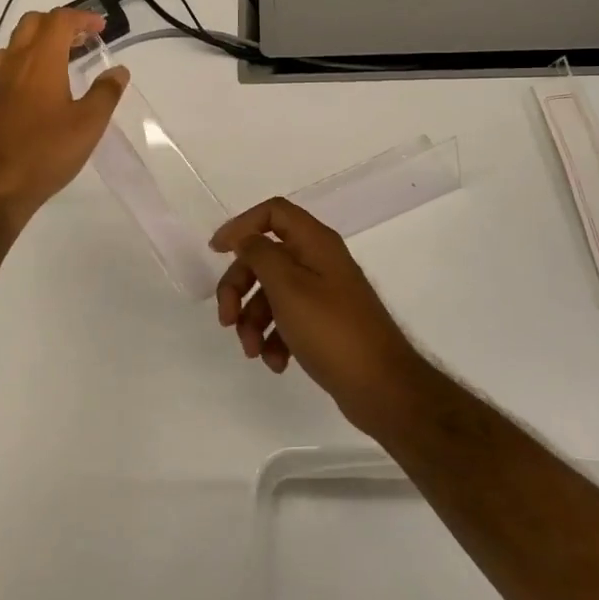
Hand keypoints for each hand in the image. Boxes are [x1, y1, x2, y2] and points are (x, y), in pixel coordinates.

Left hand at [0, 8, 127, 225]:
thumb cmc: (47, 152)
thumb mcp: (89, 124)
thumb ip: (106, 93)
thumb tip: (119, 70)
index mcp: (41, 60)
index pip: (60, 20)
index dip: (82, 17)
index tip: (101, 28)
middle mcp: (12, 63)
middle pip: (31, 25)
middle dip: (57, 24)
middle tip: (80, 41)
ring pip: (10, 48)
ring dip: (34, 46)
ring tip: (55, 64)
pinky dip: (10, 75)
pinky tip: (17, 92)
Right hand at [210, 198, 423, 428]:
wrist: (382, 387)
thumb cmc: (331, 331)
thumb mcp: (288, 287)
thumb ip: (261, 255)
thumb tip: (245, 238)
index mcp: (315, 242)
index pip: (273, 213)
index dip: (242, 225)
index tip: (216, 251)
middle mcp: (319, 261)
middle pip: (265, 257)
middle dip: (239, 287)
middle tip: (226, 319)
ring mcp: (323, 294)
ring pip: (272, 293)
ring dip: (253, 321)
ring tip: (253, 351)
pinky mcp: (324, 324)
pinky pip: (287, 320)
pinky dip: (274, 339)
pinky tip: (276, 362)